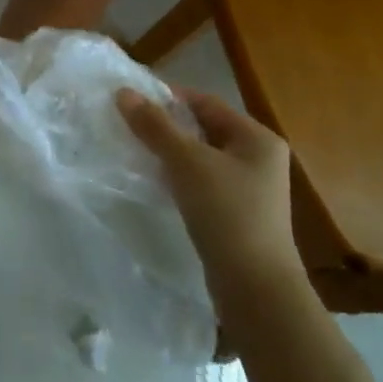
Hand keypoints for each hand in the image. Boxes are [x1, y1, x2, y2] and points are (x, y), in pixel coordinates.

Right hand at [117, 86, 304, 291]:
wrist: (255, 289)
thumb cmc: (226, 213)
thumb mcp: (186, 162)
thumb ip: (155, 126)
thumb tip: (123, 92)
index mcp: (257, 138)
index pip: (206, 102)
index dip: (169, 98)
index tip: (133, 102)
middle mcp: (259, 158)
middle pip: (204, 129)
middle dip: (167, 127)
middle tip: (130, 126)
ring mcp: (251, 189)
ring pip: (202, 158)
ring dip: (172, 153)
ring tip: (137, 152)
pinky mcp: (238, 215)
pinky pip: (204, 183)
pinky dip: (180, 178)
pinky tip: (157, 183)